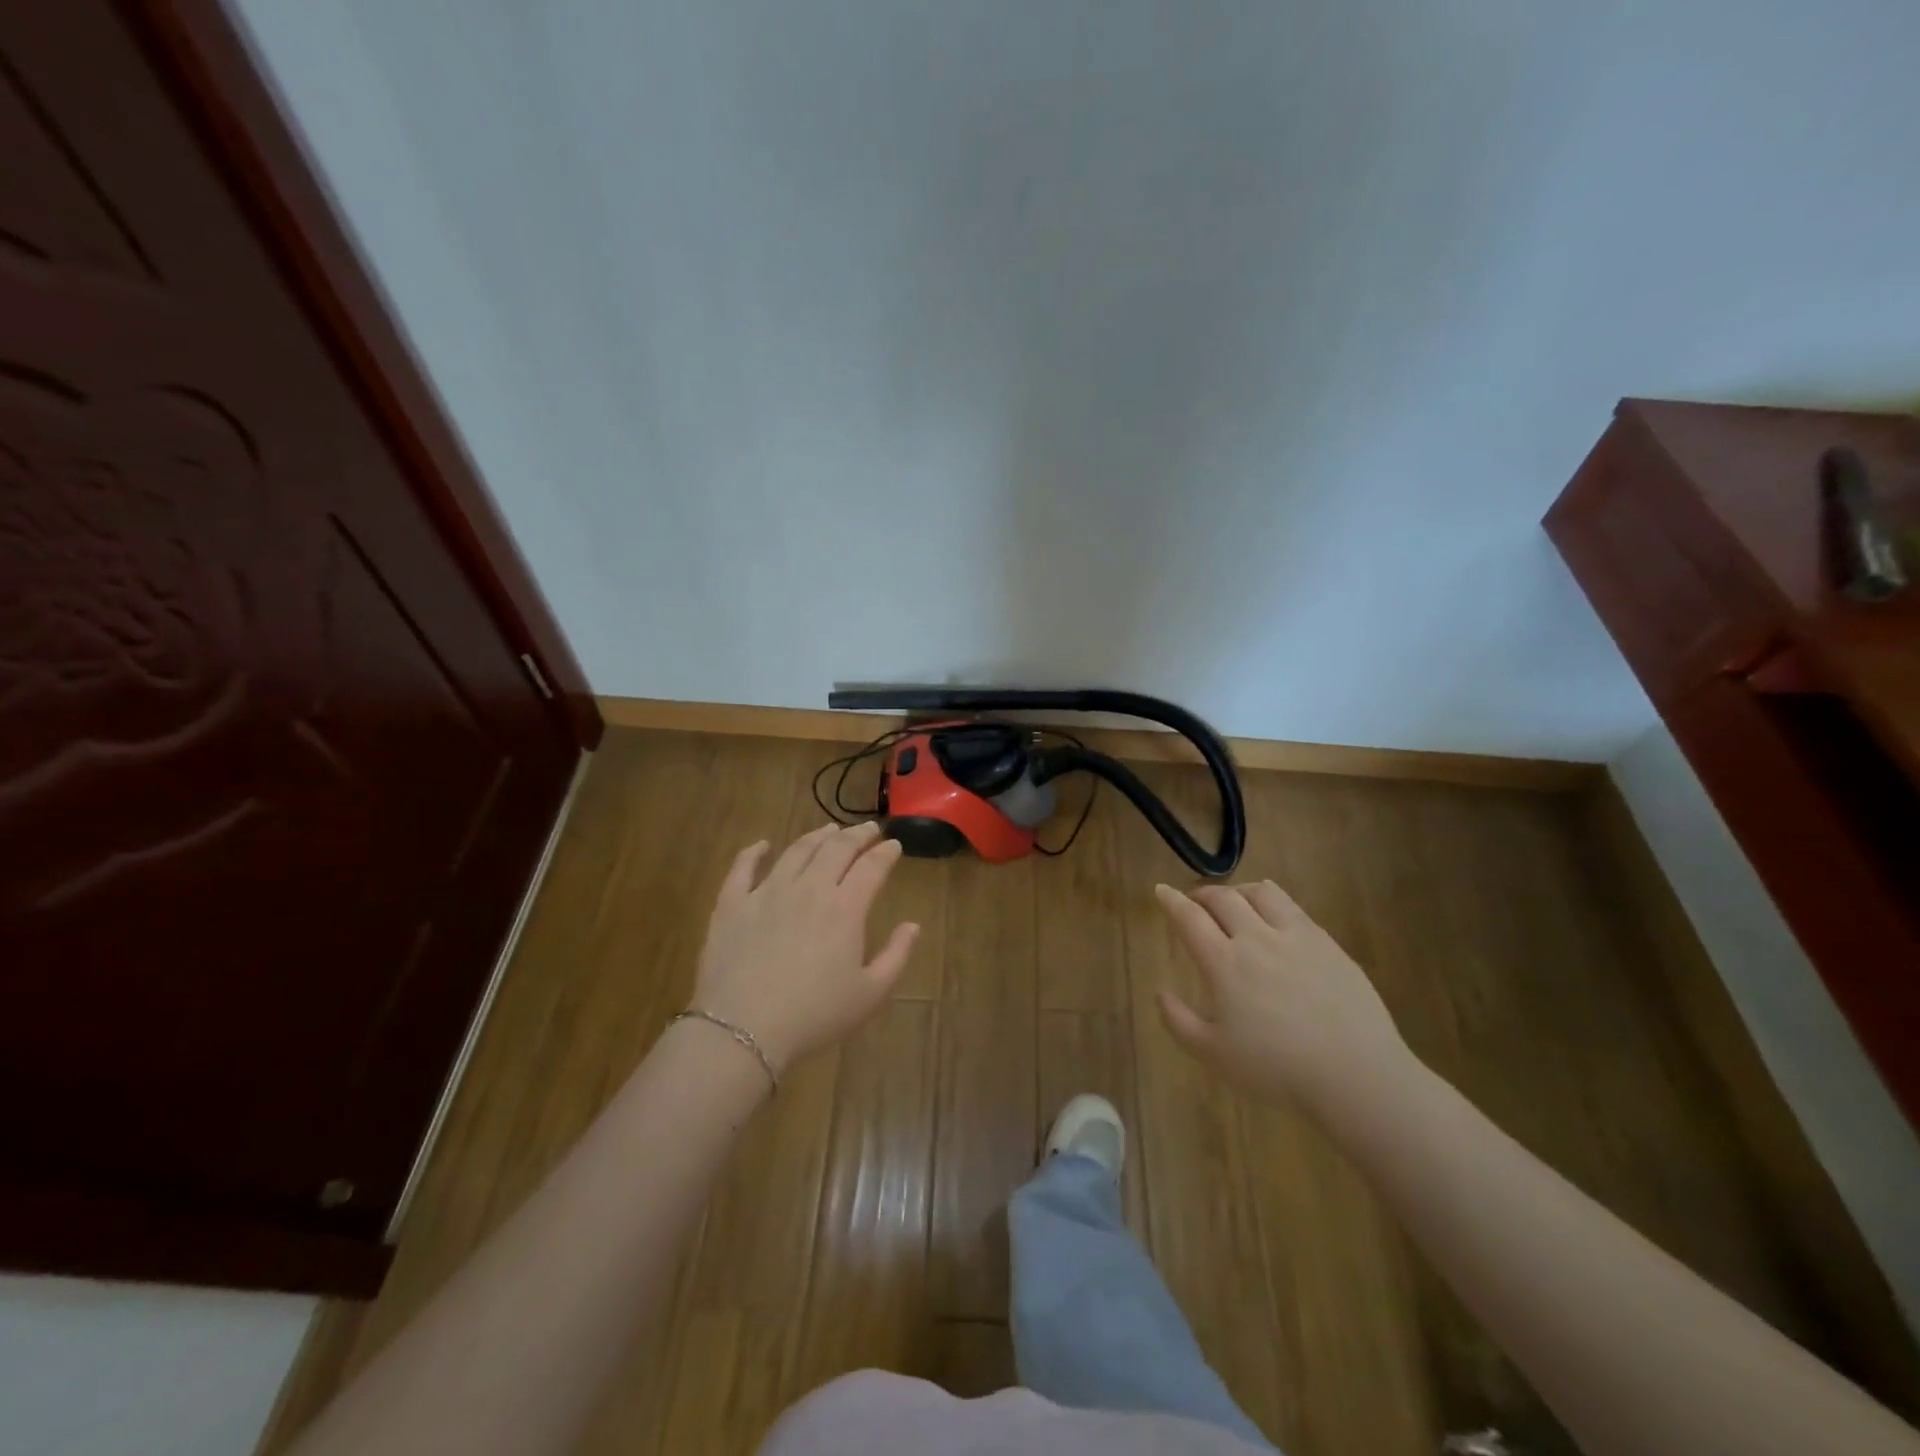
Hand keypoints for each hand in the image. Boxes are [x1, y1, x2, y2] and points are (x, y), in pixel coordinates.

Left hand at [689, 822, 918, 1074]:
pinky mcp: (732, 904)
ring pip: (796, 851)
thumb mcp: (870, 994)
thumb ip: (897, 955)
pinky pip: (742, 868)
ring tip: (828, 829)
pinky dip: (754, 852)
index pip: (872, 867)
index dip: (886, 852)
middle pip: (836, 849)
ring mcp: (767, 892)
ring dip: (816, 836)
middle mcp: (809, 888)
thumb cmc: (814, 1016)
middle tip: (868, 829)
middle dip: (857, 835)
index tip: (895, 845)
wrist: (743, 1030)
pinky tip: (762, 845)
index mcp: (845, 908)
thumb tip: (913, 925)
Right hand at [1154, 880, 1411, 1117]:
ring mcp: (1296, 937)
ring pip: (1260, 893)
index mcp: (1224, 963)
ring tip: (1235, 902)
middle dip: (1202, 894)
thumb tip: (1160, 991)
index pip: (1190, 918)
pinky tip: (1275, 914)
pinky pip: (1293, 908)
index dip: (1171, 901)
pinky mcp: (1327, 943)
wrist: (1356, 1075)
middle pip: (1223, 898)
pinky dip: (1273, 901)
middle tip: (1195, 902)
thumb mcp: (1214, 1055)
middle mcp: (1257, 939)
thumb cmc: (1277, 1069)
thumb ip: (1179, 1022)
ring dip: (1239, 891)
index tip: (1161, 891)